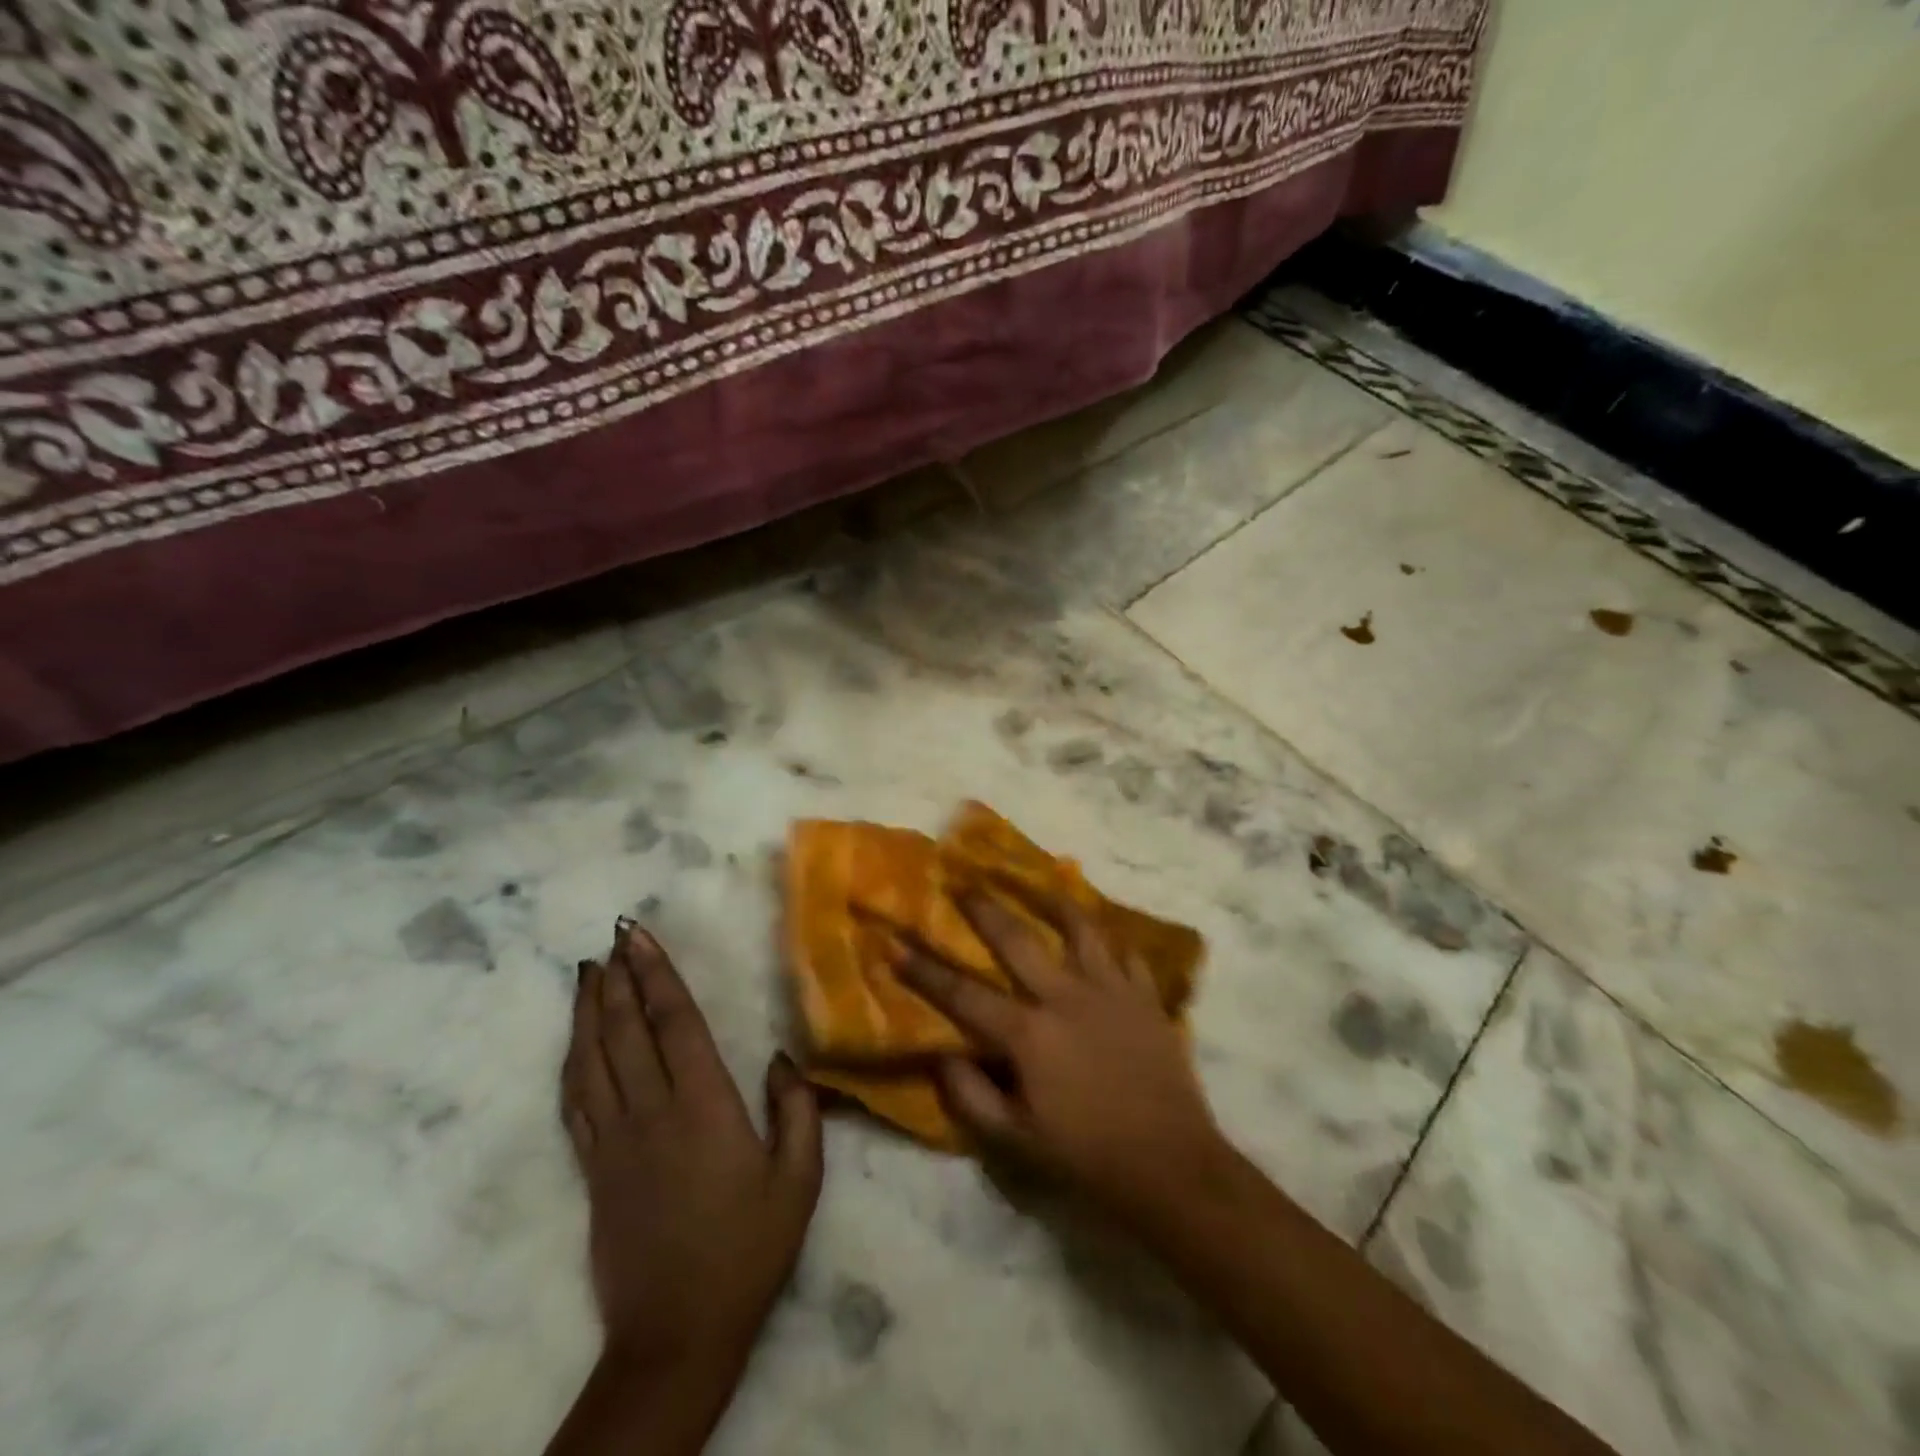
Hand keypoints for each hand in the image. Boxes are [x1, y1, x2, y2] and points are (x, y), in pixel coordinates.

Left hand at [561, 923, 822, 1378]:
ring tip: (587, 971)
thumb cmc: (748, 1250)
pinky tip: (575, 1040)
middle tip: (613, 936)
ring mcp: (614, 1141)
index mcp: (704, 1107)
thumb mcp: (799, 1180)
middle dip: (619, 978)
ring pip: (592, 1060)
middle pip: (627, 1030)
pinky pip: (576, 1102)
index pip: (675, 1023)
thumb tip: (779, 1057)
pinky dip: (572, 1061)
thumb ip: (797, 1109)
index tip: (638, 936)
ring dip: (589, 1010)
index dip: (656, 974)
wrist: (677, 1335)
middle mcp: (651, 1113)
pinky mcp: (594, 1169)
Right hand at [895, 888, 1228, 1227]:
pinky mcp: (1146, 998)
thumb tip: (942, 1055)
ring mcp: (1111, 991)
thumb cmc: (1086, 1157)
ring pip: (1081, 931)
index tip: (896, 943)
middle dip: (985, 910)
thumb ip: (972, 1096)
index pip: (964, 994)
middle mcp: (1066, 998)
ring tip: (1042, 883)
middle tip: (965, 883)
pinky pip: (1127, 955)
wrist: (1171, 1166)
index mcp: (1029, 1034)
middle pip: (1017, 941)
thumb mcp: (1016, 1142)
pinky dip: (1112, 942)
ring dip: (1057, 903)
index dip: (925, 970)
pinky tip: (1105, 936)